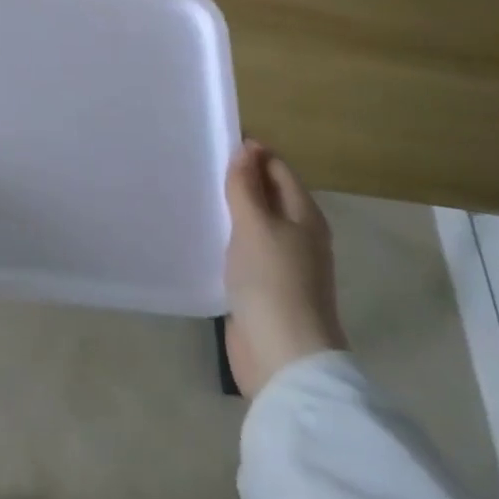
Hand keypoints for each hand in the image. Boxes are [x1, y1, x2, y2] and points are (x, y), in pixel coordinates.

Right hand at [223, 139, 346, 398]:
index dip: (250, 152)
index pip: (277, 168)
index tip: (213, 141)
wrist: (283, 357)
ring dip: (229, 209)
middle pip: (267, 194)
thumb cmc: (273, 282)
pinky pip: (244, 249)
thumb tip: (245, 149)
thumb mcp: (256, 225)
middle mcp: (298, 234)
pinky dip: (227, 237)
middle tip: (197, 164)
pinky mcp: (264, 287)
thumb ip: (247, 186)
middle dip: (238, 179)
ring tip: (194, 193)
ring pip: (254, 223)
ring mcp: (282, 263)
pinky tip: (203, 235)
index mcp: (304, 215)